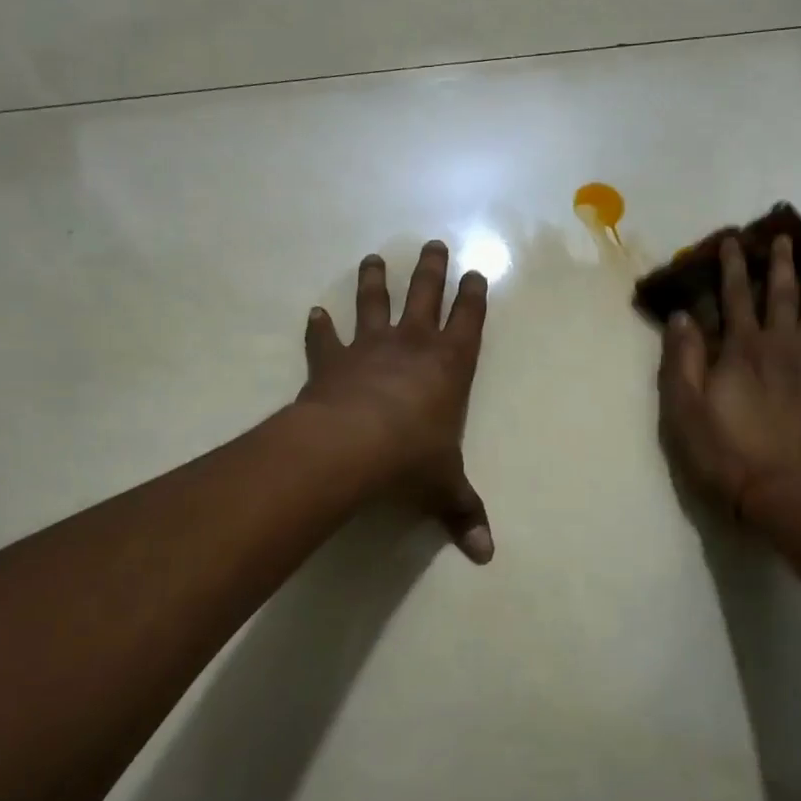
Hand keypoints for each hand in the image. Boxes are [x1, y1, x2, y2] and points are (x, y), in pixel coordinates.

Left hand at [297, 242, 493, 562]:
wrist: (351, 446)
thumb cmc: (410, 457)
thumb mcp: (444, 486)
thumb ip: (463, 513)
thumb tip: (486, 556)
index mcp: (449, 365)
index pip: (468, 321)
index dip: (473, 296)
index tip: (475, 272)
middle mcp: (412, 346)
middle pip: (425, 295)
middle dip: (432, 270)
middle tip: (434, 244)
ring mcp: (369, 349)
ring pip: (374, 303)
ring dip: (375, 280)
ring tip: (374, 257)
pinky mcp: (332, 361)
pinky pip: (325, 339)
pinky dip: (319, 327)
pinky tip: (314, 313)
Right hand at [657, 234, 800, 520]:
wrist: (780, 496)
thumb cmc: (723, 452)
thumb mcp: (684, 408)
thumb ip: (682, 359)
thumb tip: (683, 316)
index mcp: (743, 350)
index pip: (735, 296)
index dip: (733, 267)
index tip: (734, 240)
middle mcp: (781, 350)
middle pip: (783, 298)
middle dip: (781, 267)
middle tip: (784, 240)